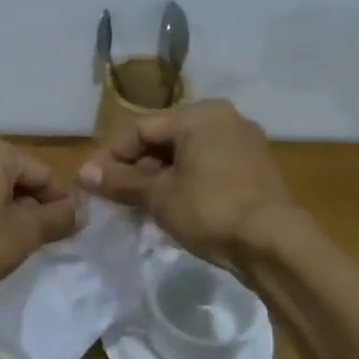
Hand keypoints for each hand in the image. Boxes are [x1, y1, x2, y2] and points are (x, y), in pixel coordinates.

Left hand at [0, 137, 79, 296]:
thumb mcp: (25, 233)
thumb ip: (58, 218)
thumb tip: (81, 210)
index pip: (43, 174)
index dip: (60, 204)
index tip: (68, 232)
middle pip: (15, 179)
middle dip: (31, 208)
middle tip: (39, 243)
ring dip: (5, 215)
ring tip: (11, 247)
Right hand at [78, 101, 296, 269]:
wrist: (274, 243)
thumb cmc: (210, 210)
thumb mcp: (159, 196)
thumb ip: (120, 182)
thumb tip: (84, 174)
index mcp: (200, 115)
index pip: (142, 129)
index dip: (111, 156)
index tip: (91, 182)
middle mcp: (225, 120)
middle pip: (165, 140)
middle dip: (136, 168)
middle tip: (114, 196)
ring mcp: (245, 144)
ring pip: (188, 156)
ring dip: (159, 178)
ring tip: (139, 206)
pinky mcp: (256, 170)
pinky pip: (208, 169)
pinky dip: (186, 183)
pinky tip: (172, 208)